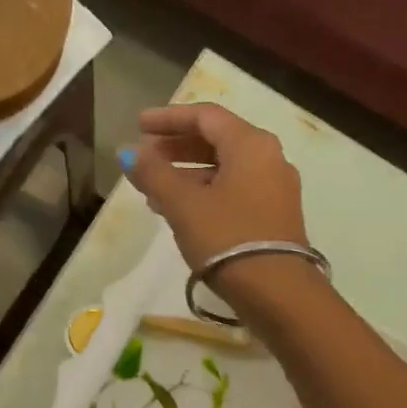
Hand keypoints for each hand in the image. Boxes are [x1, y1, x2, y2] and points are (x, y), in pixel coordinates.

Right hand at [120, 104, 309, 302]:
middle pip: (217, 140)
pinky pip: (235, 190)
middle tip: (144, 157)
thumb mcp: (183, 204)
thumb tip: (129, 152)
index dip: (168, 118)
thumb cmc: (226, 238)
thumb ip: (153, 173)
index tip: (138, 125)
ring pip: (225, 168)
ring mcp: (276, 188)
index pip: (205, 116)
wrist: (277, 291)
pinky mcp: (275, 215)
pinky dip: (206, 191)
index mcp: (250, 144)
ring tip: (153, 190)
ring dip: (187, 173)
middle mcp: (269, 157)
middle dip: (176, 147)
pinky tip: (181, 211)